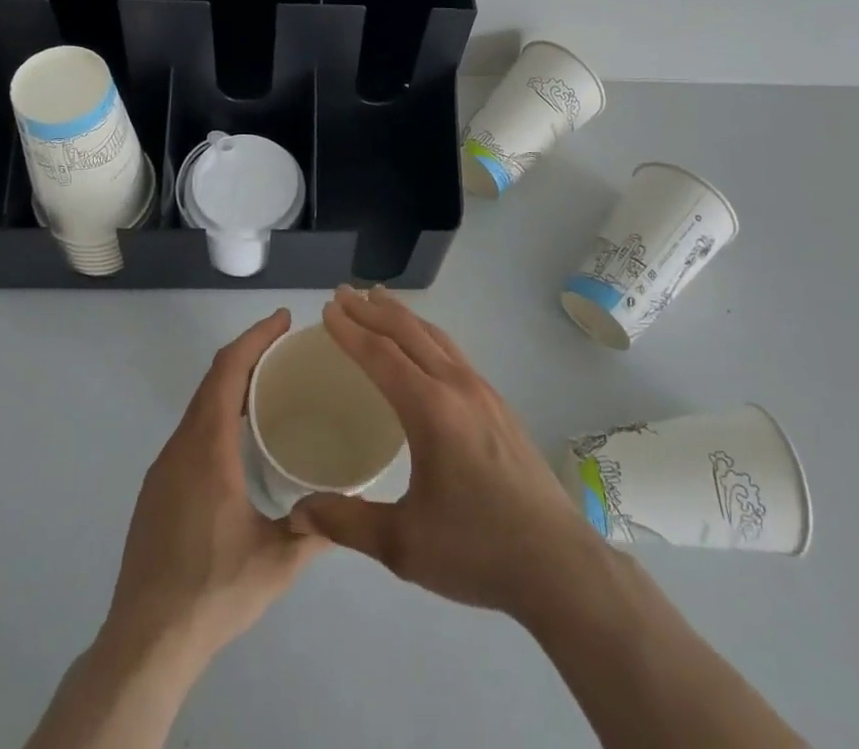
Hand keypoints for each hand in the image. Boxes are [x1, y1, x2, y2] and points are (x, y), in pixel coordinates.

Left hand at [105, 308, 327, 664]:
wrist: (145, 641)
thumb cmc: (213, 591)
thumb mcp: (277, 563)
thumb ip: (318, 529)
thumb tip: (350, 504)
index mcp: (208, 449)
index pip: (228, 371)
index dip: (255, 338)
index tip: (283, 319)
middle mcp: (181, 446)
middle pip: (213, 379)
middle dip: (248, 352)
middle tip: (285, 345)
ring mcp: (164, 467)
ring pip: (199, 405)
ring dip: (231, 382)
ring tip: (269, 384)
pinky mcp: (157, 488)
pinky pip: (190, 429)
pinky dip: (217, 410)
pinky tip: (239, 437)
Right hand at [290, 286, 607, 619]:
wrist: (560, 565)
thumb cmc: (478, 550)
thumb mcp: (403, 544)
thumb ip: (347, 522)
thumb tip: (299, 513)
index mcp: (431, 409)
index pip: (381, 355)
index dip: (350, 331)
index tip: (326, 310)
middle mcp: (457, 387)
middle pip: (409, 333)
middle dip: (372, 310)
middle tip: (343, 293)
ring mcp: (484, 393)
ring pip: (436, 337)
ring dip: (403, 316)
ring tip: (379, 301)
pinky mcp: (500, 406)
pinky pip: (453, 353)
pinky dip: (426, 335)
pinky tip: (423, 348)